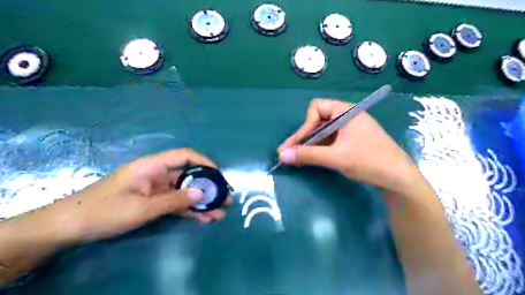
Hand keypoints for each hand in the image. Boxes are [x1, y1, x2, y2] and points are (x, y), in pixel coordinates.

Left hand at [46, 148, 229, 242]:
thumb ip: (174, 200)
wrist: (69, 227)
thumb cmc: (104, 211)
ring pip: (184, 191)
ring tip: (219, 212)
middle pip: (189, 175)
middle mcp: (158, 174)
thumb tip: (203, 193)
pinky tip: (203, 218)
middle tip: (225, 197)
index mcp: (153, 166)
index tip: (219, 175)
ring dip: (201, 201)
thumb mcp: (142, 208)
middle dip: (208, 186)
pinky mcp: (153, 201)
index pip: (185, 156)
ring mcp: (156, 189)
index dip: (204, 162)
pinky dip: (189, 210)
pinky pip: (176, 203)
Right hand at [279, 100, 420, 194]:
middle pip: (318, 121)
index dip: (305, 125)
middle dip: (303, 137)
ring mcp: (350, 130)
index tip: (298, 143)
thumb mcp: (335, 157)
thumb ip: (307, 155)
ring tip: (295, 158)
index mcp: (346, 112)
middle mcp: (347, 117)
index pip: (317, 108)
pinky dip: (319, 149)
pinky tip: (310, 159)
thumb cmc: (369, 161)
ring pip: (323, 132)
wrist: (399, 179)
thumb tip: (282, 155)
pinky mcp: (352, 141)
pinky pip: (330, 141)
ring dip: (309, 144)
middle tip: (287, 152)